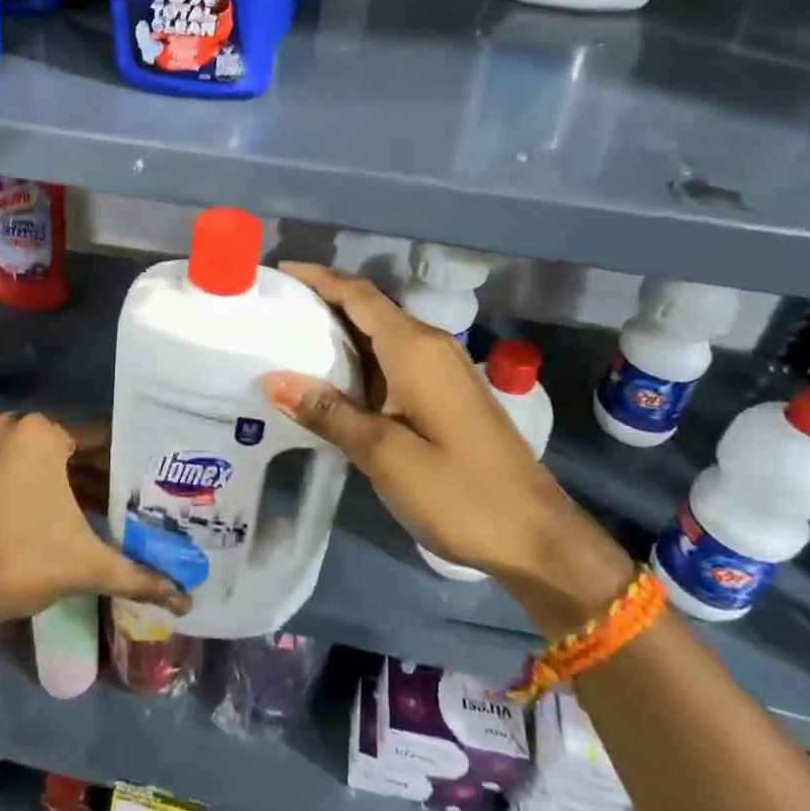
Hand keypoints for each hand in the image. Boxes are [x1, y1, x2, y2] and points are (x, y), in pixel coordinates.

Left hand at [0, 413, 190, 622]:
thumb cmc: (25, 560)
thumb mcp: (88, 564)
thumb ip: (140, 575)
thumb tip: (187, 602)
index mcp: (45, 433)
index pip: (106, 440)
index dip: (136, 462)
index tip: (163, 477)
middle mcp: (24, 428)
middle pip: (84, 450)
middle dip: (115, 476)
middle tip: (154, 494)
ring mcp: (5, 446)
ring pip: (63, 461)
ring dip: (92, 484)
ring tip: (133, 505)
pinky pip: (42, 469)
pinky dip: (66, 488)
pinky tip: (98, 511)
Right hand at [263, 265, 631, 628]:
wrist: (537, 537)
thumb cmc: (459, 492)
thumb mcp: (384, 455)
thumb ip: (329, 412)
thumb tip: (273, 379)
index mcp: (414, 348)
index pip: (357, 294)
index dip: (317, 278)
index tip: (277, 273)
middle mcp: (429, 346)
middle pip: (368, 308)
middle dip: (320, 302)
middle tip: (272, 312)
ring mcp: (442, 370)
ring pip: (380, 335)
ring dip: (338, 333)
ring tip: (289, 342)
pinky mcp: (446, 394)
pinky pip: (393, 359)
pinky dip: (358, 359)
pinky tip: (333, 382)